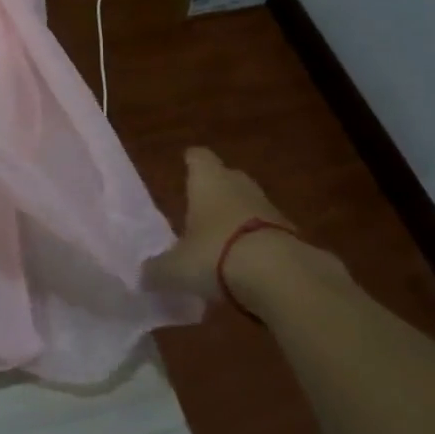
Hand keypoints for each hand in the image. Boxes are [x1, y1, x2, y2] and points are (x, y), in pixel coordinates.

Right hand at [144, 147, 293, 302]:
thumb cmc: (215, 255)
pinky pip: (266, 231)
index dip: (192, 161)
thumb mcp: (175, 269)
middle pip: (227, 177)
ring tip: (221, 242)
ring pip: (248, 204)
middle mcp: (239, 185)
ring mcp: (269, 207)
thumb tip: (143, 275)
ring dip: (237, 218)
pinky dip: (256, 242)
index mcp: (208, 181)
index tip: (186, 164)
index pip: (199, 158)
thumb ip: (157, 270)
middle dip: (215, 190)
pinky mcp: (290, 234)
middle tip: (200, 208)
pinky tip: (246, 265)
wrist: (279, 275)